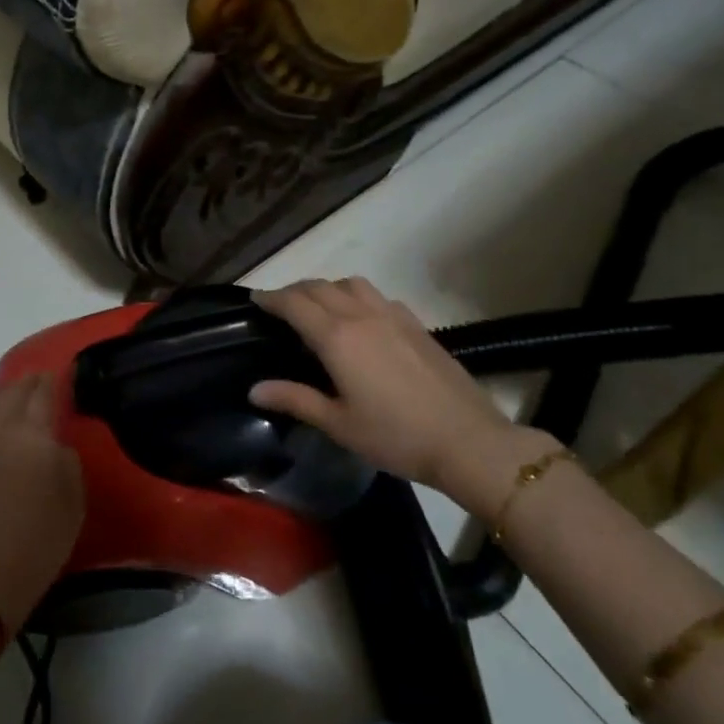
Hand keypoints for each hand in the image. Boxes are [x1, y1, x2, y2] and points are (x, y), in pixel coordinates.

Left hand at [0, 373, 84, 635]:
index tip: (65, 373)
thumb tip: (54, 444)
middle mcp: (0, 430)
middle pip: (13, 391)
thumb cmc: (38, 544)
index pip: (43, 392)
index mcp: (33, 435)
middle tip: (44, 383)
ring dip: (6, 395)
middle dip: (30, 382)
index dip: (55, 379)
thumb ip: (67, 461)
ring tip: (19, 401)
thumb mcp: (73, 502)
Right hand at [250, 278, 554, 515]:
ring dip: (327, 287)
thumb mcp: (338, 424)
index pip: (294, 304)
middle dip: (294, 290)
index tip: (255, 299)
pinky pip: (377, 295)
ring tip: (318, 306)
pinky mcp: (416, 324)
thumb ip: (295, 400)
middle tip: (279, 305)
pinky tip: (361, 319)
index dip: (271, 298)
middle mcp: (361, 315)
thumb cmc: (396, 436)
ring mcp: (393, 315)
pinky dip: (357, 296)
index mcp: (337, 337)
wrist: (468, 441)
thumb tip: (254, 390)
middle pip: (319, 287)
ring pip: (350, 283)